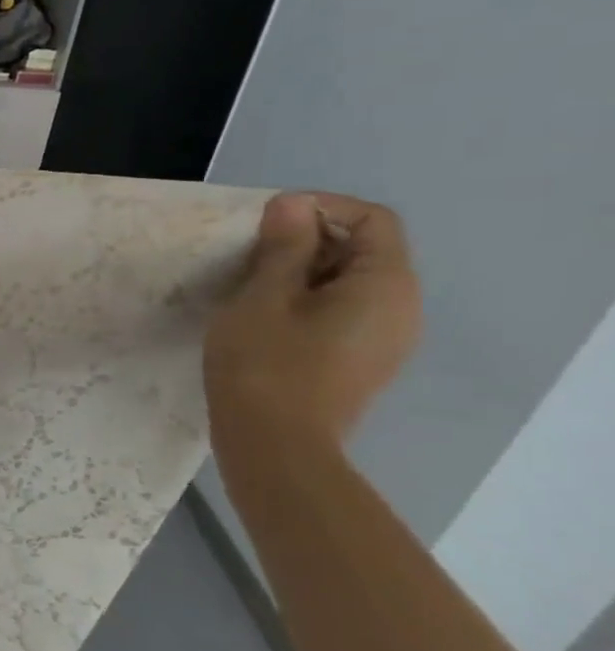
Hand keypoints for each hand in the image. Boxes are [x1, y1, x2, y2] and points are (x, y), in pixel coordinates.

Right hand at [204, 192, 421, 452]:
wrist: (274, 445)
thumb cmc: (265, 365)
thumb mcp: (263, 297)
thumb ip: (283, 248)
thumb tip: (293, 205)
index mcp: (385, 286)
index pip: (374, 220)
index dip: (321, 208)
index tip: (266, 220)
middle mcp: (400, 308)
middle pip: (365, 250)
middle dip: (308, 239)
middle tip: (249, 252)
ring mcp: (384, 339)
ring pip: (349, 282)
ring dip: (302, 271)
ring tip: (249, 283)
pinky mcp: (361, 360)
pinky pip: (342, 311)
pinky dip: (306, 299)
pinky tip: (264, 316)